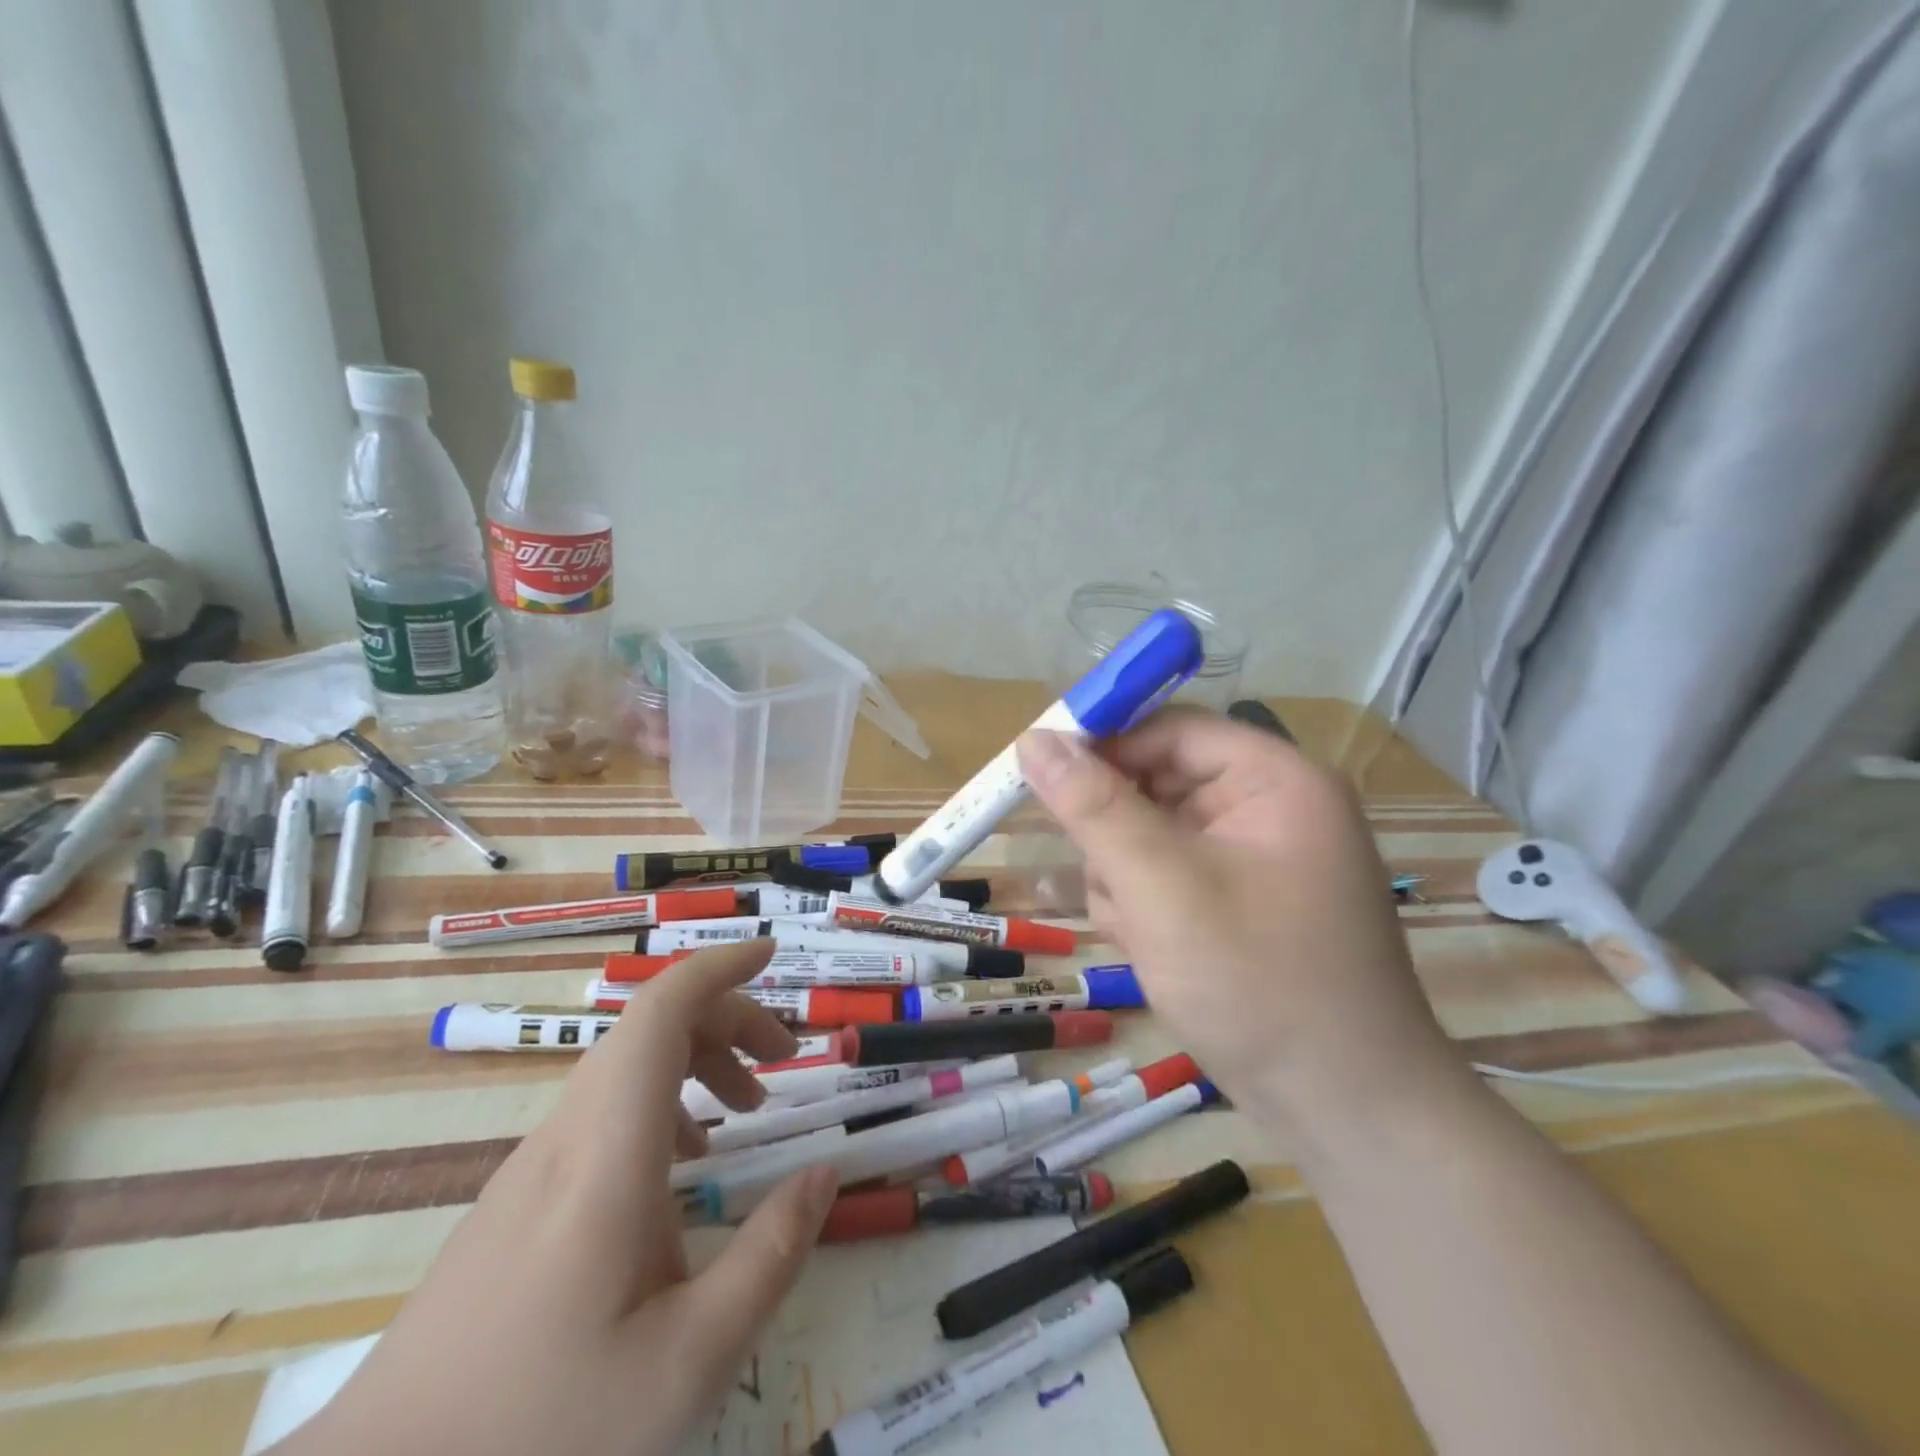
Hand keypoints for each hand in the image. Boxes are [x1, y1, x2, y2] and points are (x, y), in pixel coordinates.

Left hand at [279, 940, 839, 1455]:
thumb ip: (769, 1256)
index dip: (718, 967)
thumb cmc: (541, 1435)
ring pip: (625, 1065)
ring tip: (747, 1105)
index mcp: (609, 1153)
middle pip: (651, 1027)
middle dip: (728, 1017)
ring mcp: (533, 1165)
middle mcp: (567, 1136)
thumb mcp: (688, 1361)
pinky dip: (662, 1101)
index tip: (770, 952)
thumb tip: (824, 1173)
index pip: (660, 1013)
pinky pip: (603, 1109)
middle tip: (785, 1058)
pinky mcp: (517, 1198)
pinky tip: (684, 1163)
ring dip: (696, 1058)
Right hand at [1018, 711, 1470, 1139]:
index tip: (1036, 770)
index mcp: (1273, 780)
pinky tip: (1151, 949)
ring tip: (1140, 932)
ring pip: (1148, 834)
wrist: (1345, 1112)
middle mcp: (1266, 808)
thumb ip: (1093, 807)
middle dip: (1117, 835)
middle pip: (1155, 783)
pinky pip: (1164, 875)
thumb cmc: (1259, 984)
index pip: (1168, 729)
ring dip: (1124, 878)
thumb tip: (1032, 738)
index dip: (1101, 743)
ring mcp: (1251, 858)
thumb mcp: (1162, 887)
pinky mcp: (1235, 900)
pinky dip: (1142, 905)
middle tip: (1105, 881)